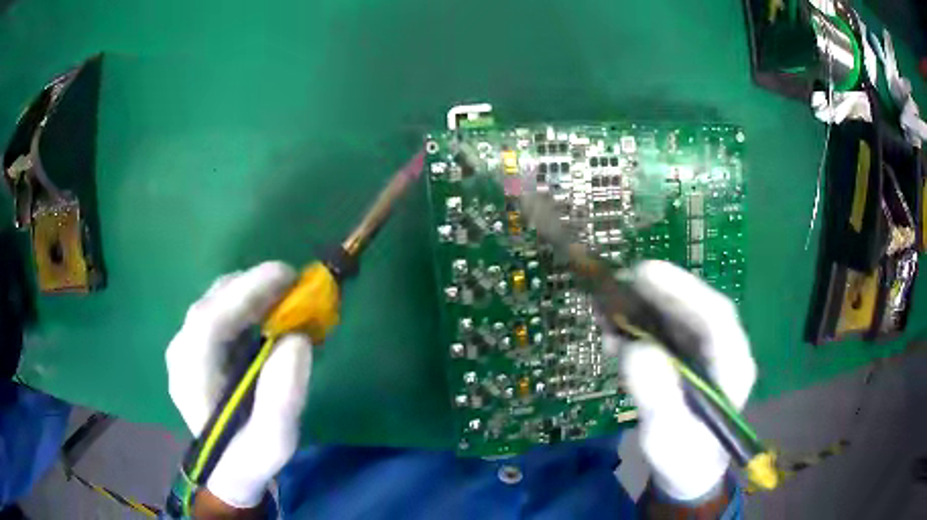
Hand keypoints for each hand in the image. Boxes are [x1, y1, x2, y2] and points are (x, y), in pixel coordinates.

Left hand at [166, 262, 312, 508]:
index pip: (208, 322)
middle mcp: (181, 354)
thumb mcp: (274, 441)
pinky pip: (219, 310)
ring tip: (285, 295)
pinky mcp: (196, 346)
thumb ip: (283, 397)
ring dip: (249, 291)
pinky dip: (245, 302)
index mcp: (191, 379)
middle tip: (295, 284)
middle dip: (252, 286)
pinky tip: (268, 311)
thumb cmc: (250, 456)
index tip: (288, 277)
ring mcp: (185, 347)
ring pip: (213, 302)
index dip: (245, 293)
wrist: (228, 468)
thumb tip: (298, 339)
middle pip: (210, 304)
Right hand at [607, 260, 756, 501]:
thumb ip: (658, 396)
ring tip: (608, 308)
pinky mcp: (686, 359)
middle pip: (697, 310)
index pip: (716, 318)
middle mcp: (723, 352)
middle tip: (619, 281)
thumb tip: (636, 349)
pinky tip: (613, 331)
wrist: (687, 471)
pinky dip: (638, 327)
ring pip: (679, 317)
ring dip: (645, 308)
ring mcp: (705, 354)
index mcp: (733, 368)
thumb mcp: (667, 436)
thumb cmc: (683, 459)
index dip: (683, 291)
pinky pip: (664, 332)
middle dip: (660, 293)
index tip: (644, 274)